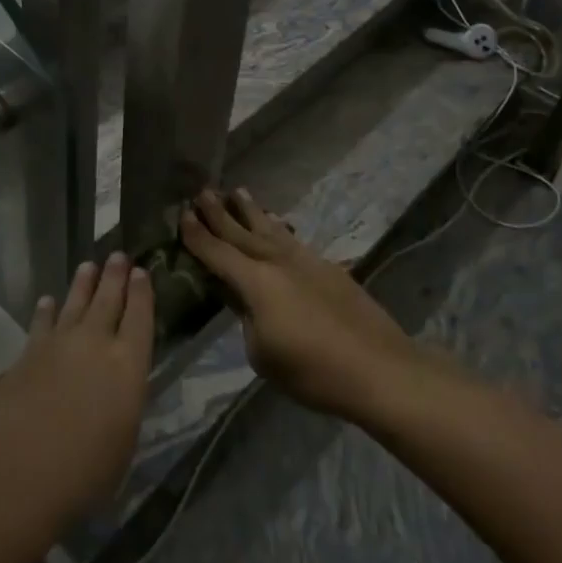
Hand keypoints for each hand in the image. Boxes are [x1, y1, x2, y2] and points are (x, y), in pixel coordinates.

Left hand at [0, 254, 154, 543]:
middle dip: (115, 276)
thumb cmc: (83, 473)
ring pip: (75, 303)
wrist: (16, 471)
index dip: (142, 293)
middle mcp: (95, 342)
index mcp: (128, 364)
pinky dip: (47, 310)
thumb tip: (117, 389)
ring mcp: (58, 344)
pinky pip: (41, 322)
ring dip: (83, 284)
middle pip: (108, 299)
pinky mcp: (27, 353)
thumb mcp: (123, 443)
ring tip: (88, 266)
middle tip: (119, 256)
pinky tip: (48, 301)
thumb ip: (123, 405)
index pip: (141, 317)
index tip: (142, 272)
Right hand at [182, 188, 417, 422]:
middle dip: (220, 213)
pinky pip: (292, 239)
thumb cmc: (313, 370)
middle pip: (242, 233)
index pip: (218, 253)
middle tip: (203, 191)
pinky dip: (279, 228)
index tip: (182, 214)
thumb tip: (245, 301)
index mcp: (256, 282)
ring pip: (271, 229)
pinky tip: (277, 223)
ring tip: (238, 192)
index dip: (198, 236)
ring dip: (252, 211)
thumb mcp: (263, 355)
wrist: (379, 368)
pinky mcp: (328, 268)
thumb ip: (247, 320)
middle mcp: (277, 261)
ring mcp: (305, 261)